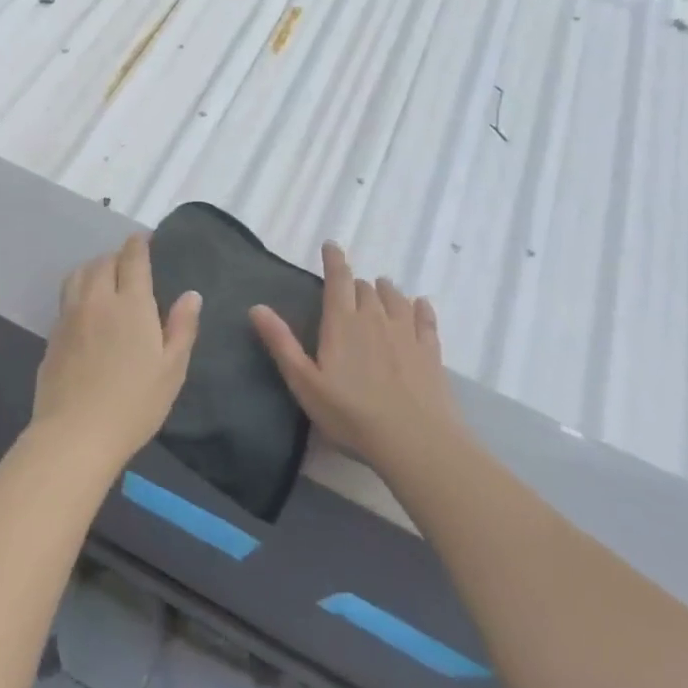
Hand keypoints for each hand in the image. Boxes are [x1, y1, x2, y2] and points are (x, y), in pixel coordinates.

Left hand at [33, 235, 201, 467]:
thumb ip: (181, 327)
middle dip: (116, 256)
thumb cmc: (134, 403)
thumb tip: (191, 294)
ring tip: (103, 276)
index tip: (143, 238)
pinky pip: (66, 298)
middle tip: (128, 263)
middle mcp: (97, 300)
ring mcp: (69, 316)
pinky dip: (78, 290)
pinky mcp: (52, 335)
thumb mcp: (171, 369)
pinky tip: (86, 308)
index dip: (138, 244)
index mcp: (131, 304)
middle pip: (102, 262)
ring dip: (92, 267)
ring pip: (78, 275)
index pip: (132, 259)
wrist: (76, 433)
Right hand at [250, 243, 462, 476]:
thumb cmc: (351, 415)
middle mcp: (375, 318)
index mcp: (342, 323)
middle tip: (349, 290)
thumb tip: (256, 307)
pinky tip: (420, 306)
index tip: (331, 245)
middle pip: (365, 288)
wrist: (415, 442)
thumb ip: (281, 343)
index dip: (334, 260)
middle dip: (356, 284)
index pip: (338, 279)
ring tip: (381, 290)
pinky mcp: (431, 350)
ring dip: (385, 291)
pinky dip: (420, 308)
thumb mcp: (304, 383)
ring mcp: (407, 332)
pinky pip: (425, 318)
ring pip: (395, 297)